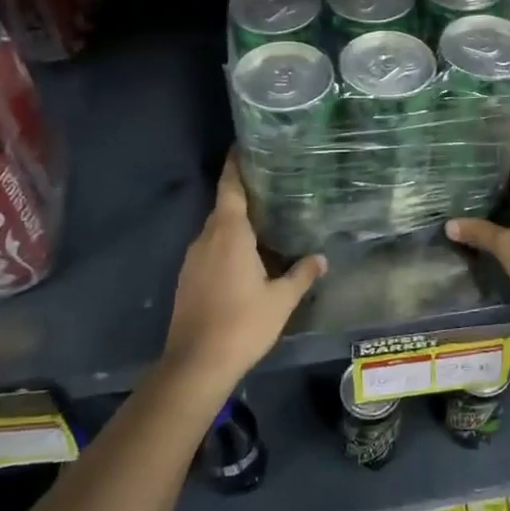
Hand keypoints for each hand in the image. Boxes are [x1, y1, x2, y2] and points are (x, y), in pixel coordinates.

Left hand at [164, 155, 325, 387]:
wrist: (196, 364)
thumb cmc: (242, 324)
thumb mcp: (281, 300)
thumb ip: (301, 275)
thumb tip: (321, 258)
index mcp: (229, 233)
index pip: (230, 188)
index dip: (235, 165)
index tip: (242, 146)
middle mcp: (206, 238)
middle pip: (224, 207)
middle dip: (243, 195)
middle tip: (270, 186)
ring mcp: (193, 259)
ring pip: (215, 230)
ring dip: (235, 223)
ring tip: (263, 221)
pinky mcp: (187, 278)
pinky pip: (209, 249)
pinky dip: (225, 244)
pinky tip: (244, 257)